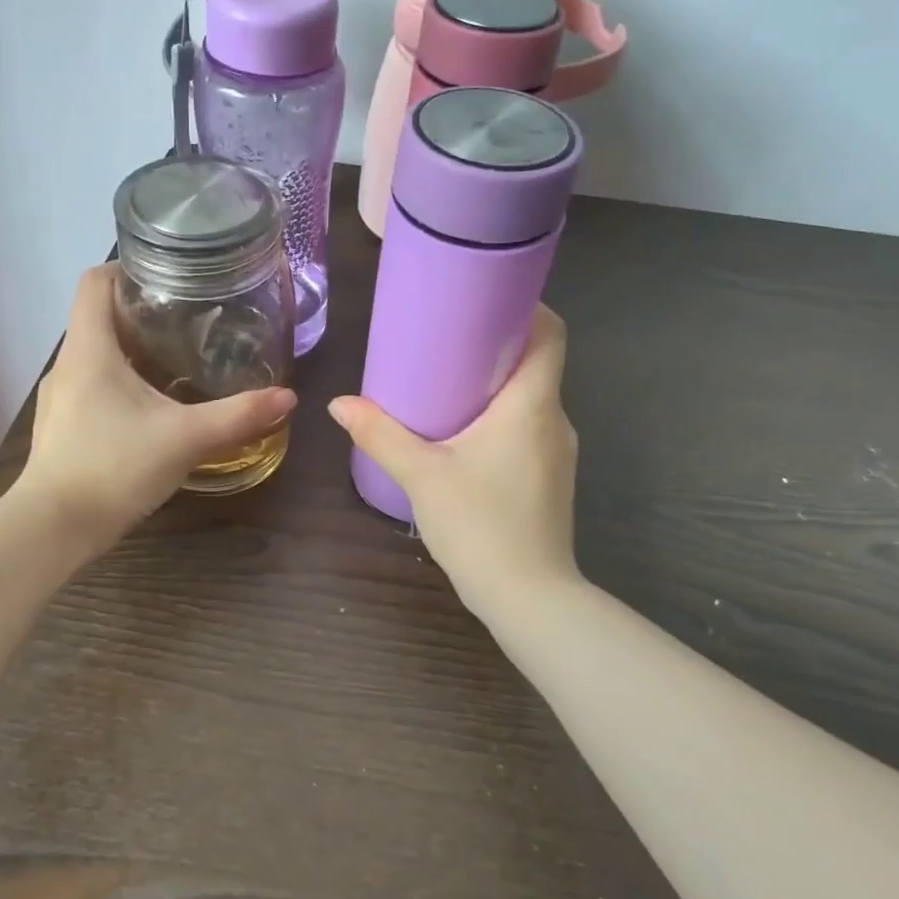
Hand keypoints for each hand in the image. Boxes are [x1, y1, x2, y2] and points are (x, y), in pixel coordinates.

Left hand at [19, 264, 296, 544]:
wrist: (54, 528)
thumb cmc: (114, 466)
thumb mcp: (186, 437)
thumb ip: (238, 416)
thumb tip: (288, 397)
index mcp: (90, 349)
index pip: (94, 281)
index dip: (125, 267)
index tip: (167, 273)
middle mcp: (68, 364)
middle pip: (98, 316)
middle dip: (140, 310)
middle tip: (188, 317)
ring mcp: (60, 397)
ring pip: (96, 354)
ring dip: (131, 349)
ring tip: (176, 358)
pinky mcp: (62, 426)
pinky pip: (91, 385)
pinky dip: (120, 382)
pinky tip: (151, 406)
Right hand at [328, 305, 580, 614]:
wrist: (530, 599)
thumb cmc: (481, 524)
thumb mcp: (422, 475)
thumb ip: (380, 434)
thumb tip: (340, 403)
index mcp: (532, 405)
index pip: (550, 333)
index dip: (526, 306)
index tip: (484, 299)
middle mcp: (555, 420)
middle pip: (537, 363)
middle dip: (496, 345)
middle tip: (447, 338)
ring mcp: (558, 453)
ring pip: (531, 399)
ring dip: (496, 385)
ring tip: (447, 382)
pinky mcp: (550, 479)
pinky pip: (528, 428)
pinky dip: (501, 417)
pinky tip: (463, 433)